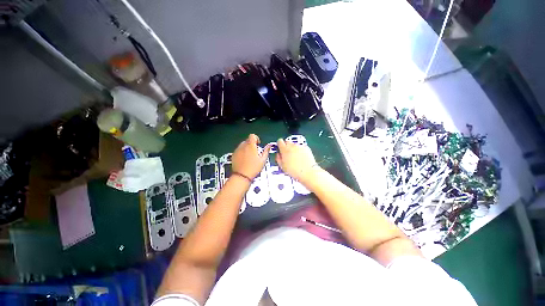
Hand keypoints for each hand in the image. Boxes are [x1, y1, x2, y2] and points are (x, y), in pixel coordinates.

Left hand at [232, 134, 271, 179]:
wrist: (242, 176)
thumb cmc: (253, 168)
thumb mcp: (263, 160)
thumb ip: (266, 151)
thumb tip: (269, 146)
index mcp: (251, 146)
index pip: (252, 136)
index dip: (256, 138)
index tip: (258, 144)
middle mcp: (243, 146)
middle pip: (247, 140)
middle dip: (252, 144)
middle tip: (255, 152)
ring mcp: (237, 150)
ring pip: (243, 145)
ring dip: (247, 148)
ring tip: (250, 156)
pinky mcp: (234, 154)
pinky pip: (238, 150)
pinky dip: (242, 152)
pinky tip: (245, 159)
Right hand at [276, 139, 317, 181]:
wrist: (307, 172)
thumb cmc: (294, 170)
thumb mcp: (282, 166)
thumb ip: (278, 158)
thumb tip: (278, 154)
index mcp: (285, 149)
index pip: (279, 141)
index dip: (279, 145)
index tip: (280, 149)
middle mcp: (292, 146)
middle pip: (287, 142)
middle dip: (286, 147)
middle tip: (287, 154)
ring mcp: (300, 146)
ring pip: (294, 145)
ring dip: (293, 149)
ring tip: (295, 158)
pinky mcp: (306, 148)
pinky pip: (301, 147)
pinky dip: (300, 150)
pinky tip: (301, 158)